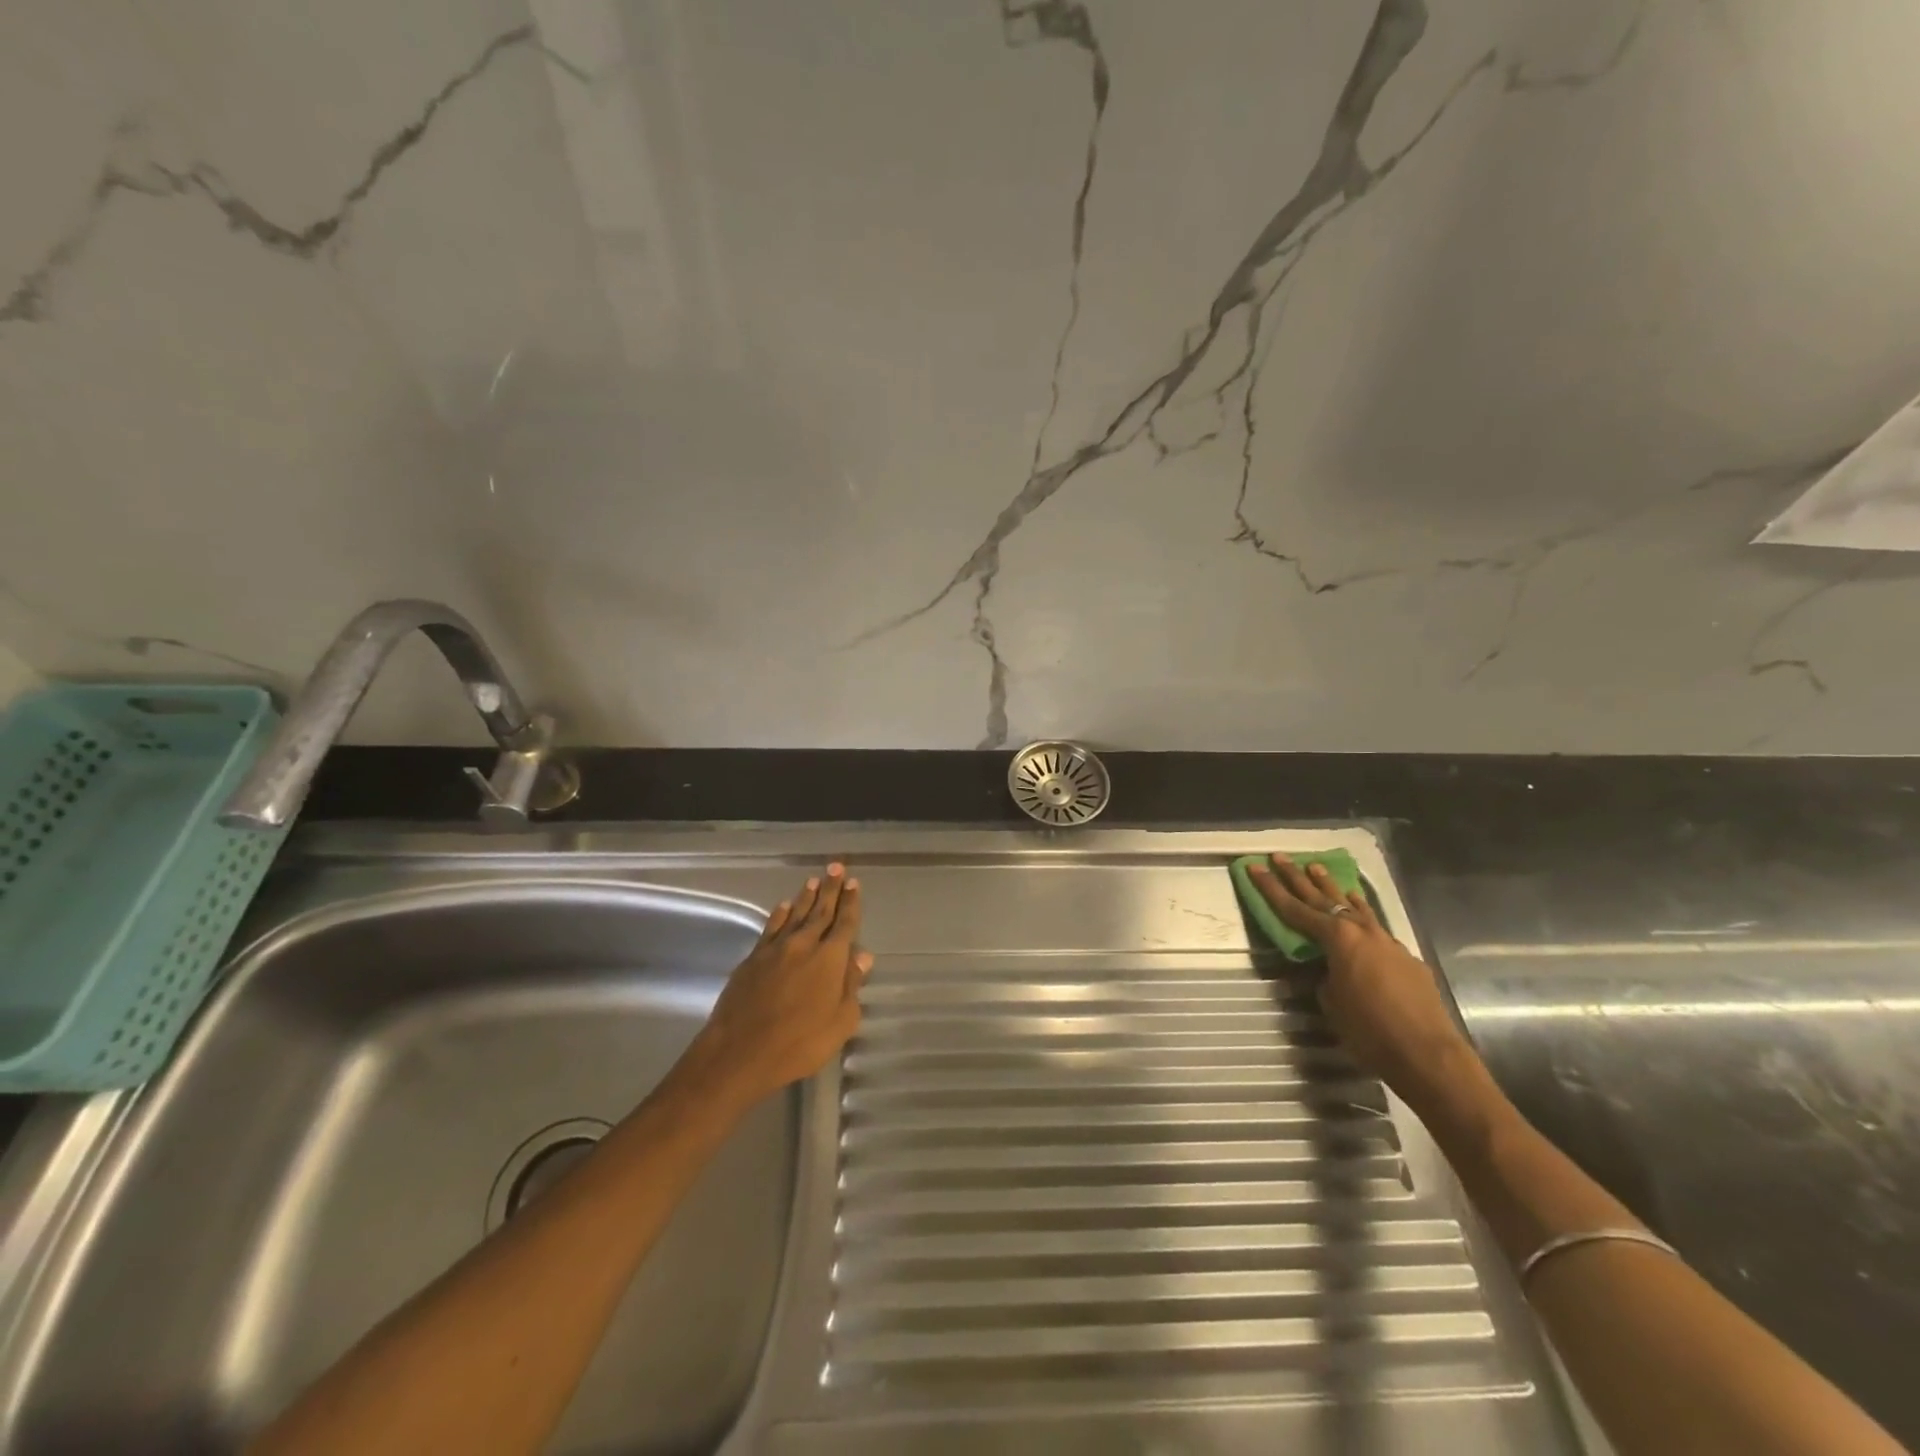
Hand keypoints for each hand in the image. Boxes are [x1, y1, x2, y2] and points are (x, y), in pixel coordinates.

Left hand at [680, 863, 871, 1111]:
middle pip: (820, 911)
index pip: (845, 923)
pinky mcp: (752, 959)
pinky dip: (779, 915)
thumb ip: (851, 987)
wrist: (740, 1052)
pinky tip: (783, 906)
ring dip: (806, 897)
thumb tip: (862, 957)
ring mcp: (775, 949)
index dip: (851, 903)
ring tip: (814, 880)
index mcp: (829, 959)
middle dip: (831, 889)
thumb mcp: (840, 1023)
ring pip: (795, 914)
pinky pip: (770, 927)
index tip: (854, 883)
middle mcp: (804, 945)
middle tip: (837, 867)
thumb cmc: (799, 1043)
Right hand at [1246, 854, 1477, 1103]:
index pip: (1293, 908)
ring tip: (1316, 868)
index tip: (1254, 866)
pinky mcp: (1404, 956)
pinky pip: (1374, 923)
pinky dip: (1360, 910)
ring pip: (1352, 905)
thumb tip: (1328, 970)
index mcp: (1336, 938)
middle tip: (1279, 856)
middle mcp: (1360, 930)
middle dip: (1297, 876)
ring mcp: (1385, 941)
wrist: (1427, 1053)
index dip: (1270, 888)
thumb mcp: (1331, 1003)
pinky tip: (1357, 904)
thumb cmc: (1369, 1030)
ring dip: (1331, 887)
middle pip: (1321, 897)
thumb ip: (1325, 977)